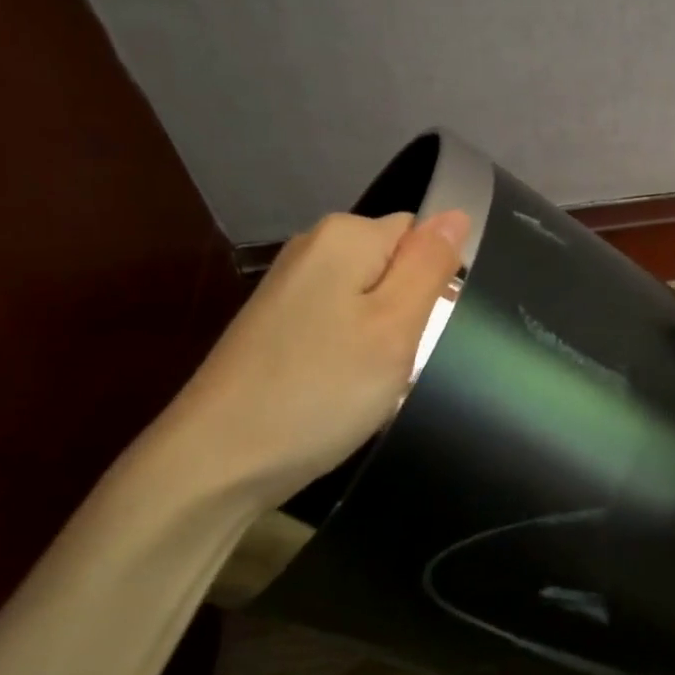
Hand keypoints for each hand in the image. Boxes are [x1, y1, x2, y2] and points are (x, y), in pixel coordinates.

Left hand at [144, 209, 469, 518]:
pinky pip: (340, 324)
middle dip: (410, 309)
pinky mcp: (277, 325)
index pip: (421, 235)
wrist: (218, 460)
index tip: (423, 330)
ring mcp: (290, 288)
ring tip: (373, 381)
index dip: (435, 281)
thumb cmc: (320, 390)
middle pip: (394, 264)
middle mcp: (312, 248)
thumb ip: (429, 265)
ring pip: (370, 299)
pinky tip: (343, 389)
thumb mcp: (395, 327)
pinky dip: (352, 353)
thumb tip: (457, 214)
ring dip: (383, 337)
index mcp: (345, 236)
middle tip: (399, 360)